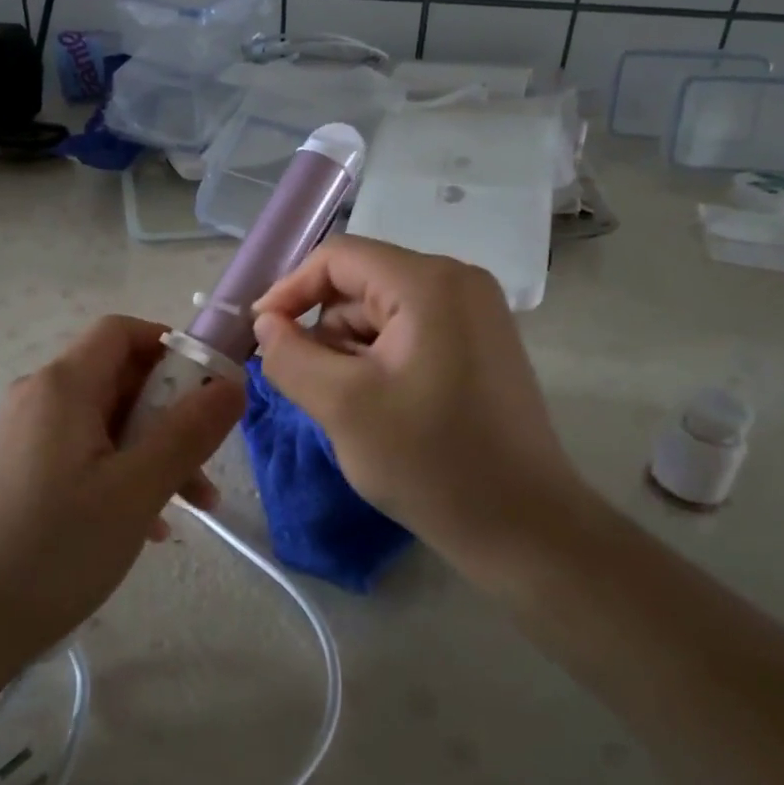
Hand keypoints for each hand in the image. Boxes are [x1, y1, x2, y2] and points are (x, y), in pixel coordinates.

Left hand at [0, 315, 243, 662]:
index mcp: (63, 386)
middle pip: (119, 378)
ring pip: (107, 422)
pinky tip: (148, 526)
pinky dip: (123, 474)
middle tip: (207, 461)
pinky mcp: (21, 473)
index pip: (122, 331)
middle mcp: (39, 398)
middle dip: (172, 412)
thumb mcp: (138, 489)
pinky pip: (85, 454)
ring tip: (193, 506)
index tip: (209, 388)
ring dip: (155, 451)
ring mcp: (26, 437)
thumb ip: (190, 431)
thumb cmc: (56, 549)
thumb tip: (234, 383)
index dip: (171, 346)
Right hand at [252, 236, 584, 570]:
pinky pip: (409, 333)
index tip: (261, 335)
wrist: (523, 527)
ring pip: (382, 312)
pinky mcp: (480, 345)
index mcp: (429, 283)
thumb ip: (290, 355)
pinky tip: (378, 407)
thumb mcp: (342, 406)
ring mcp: (475, 314)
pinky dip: (379, 361)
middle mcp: (458, 282)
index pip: (338, 258)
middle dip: (324, 330)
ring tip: (348, 407)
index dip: (290, 290)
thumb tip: (267, 322)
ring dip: (350, 350)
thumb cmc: (430, 462)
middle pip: (361, 284)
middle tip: (308, 385)